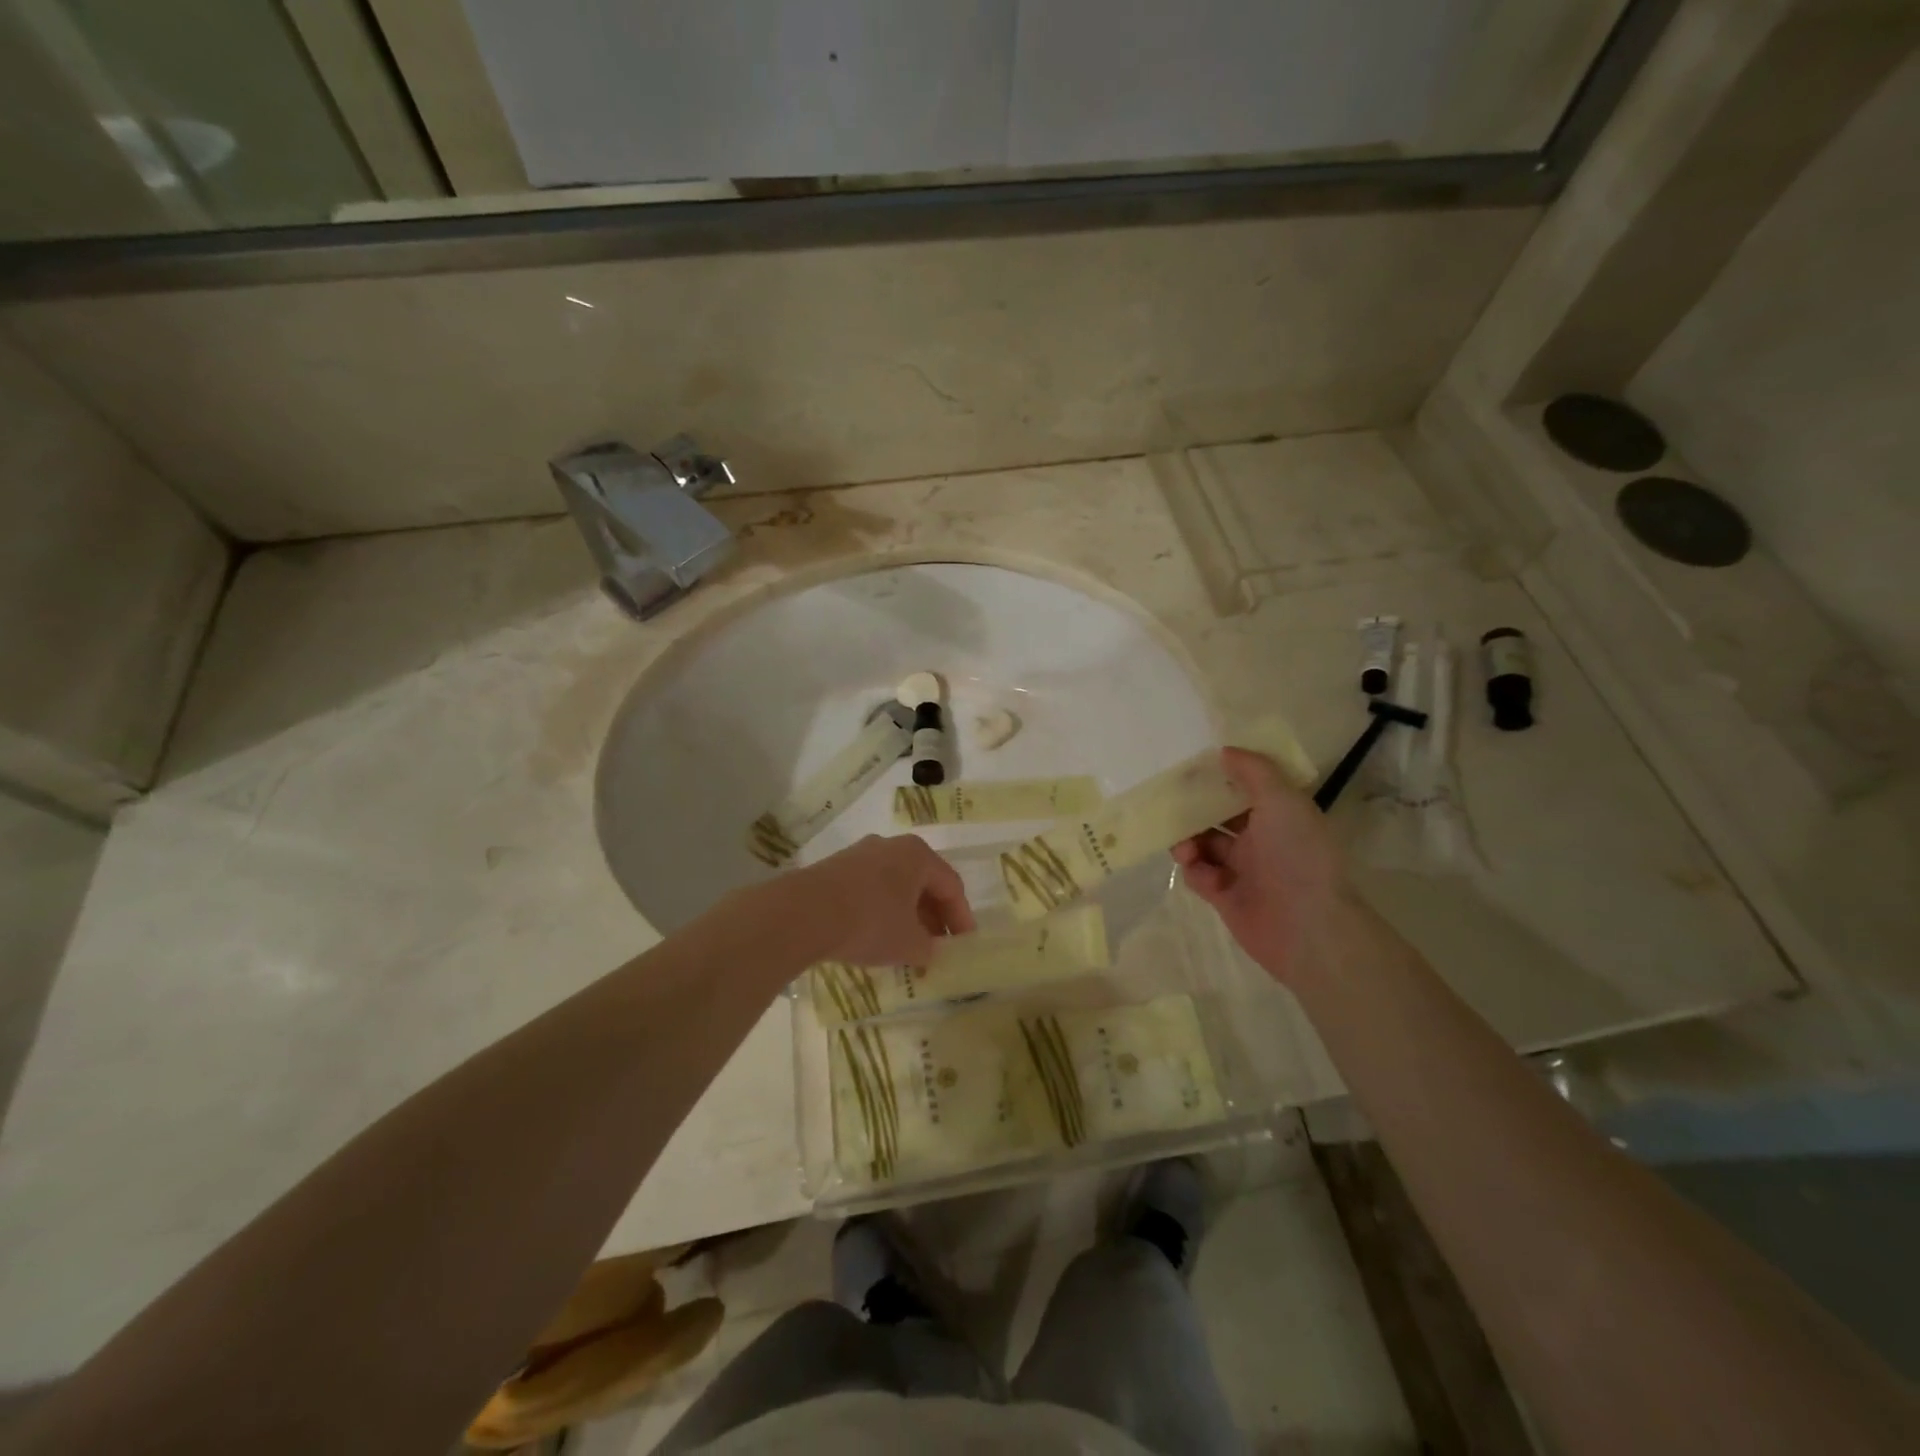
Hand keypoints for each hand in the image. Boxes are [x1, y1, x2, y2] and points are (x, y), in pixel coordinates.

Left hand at [779, 834, 974, 966]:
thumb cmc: (870, 922)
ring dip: (906, 915)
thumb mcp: (909, 943)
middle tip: (936, 947)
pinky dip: (880, 911)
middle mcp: (891, 846)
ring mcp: (859, 854)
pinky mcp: (834, 868)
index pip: (951, 886)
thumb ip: (928, 948)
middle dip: (933, 917)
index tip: (963, 945)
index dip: (961, 918)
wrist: (804, 913)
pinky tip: (874, 937)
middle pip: (922, 882)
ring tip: (906, 945)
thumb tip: (929, 950)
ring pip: (894, 885)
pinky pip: (869, 889)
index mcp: (918, 855)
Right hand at [1171, 748, 1367, 983]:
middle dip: (1196, 810)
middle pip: (1219, 817)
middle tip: (1172, 804)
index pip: (1246, 790)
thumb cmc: (1298, 855)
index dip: (1221, 778)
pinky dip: (1194, 870)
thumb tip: (1225, 751)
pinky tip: (1199, 870)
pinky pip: (1200, 875)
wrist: (1307, 927)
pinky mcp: (1225, 897)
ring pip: (1205, 845)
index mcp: (1280, 815)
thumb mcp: (1282, 800)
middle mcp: (1262, 840)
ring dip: (1189, 840)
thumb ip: (1253, 771)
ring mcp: (1243, 870)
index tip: (1193, 769)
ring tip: (1184, 846)